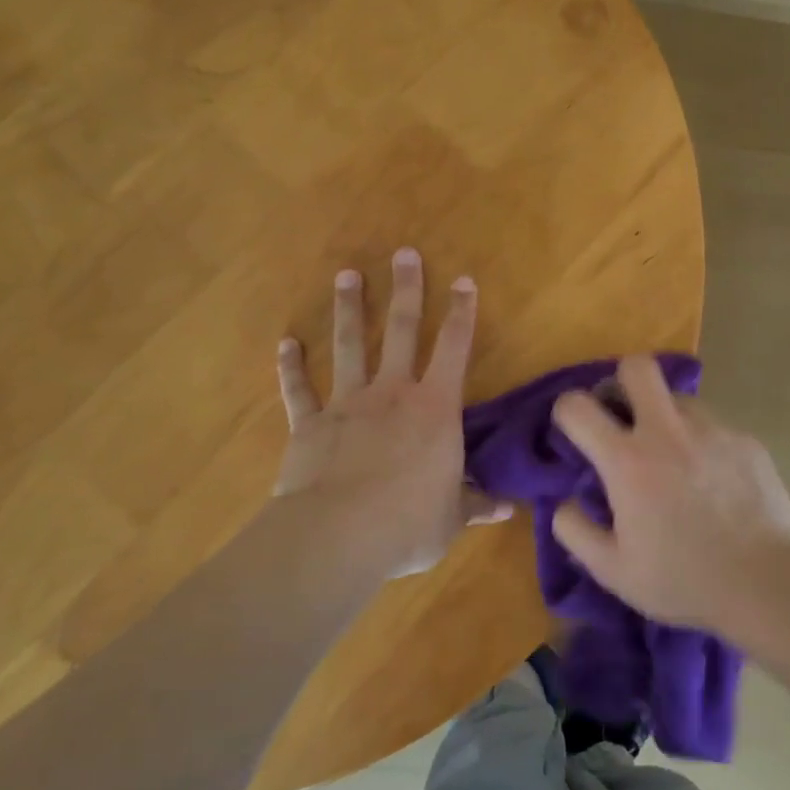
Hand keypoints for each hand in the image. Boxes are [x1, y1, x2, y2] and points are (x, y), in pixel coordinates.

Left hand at [275, 248, 510, 576]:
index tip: (464, 280)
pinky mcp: (309, 425)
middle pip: (402, 330)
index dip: (462, 313)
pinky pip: (298, 389)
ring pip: (349, 345)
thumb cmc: (407, 524)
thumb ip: (473, 504)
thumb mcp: (450, 519)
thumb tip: (504, 508)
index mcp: (435, 409)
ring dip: (349, 309)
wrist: (338, 536)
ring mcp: (347, 404)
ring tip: (346, 275)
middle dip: (406, 290)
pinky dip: (290, 366)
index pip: (455, 349)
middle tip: (403, 253)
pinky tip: (285, 343)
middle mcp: (392, 393)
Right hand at [550, 354, 789, 632]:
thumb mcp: (612, 570)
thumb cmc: (682, 580)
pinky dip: (703, 443)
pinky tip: (714, 481)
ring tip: (674, 457)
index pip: (577, 405)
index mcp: (627, 460)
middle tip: (624, 417)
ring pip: (678, 397)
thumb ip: (574, 530)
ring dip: (665, 416)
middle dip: (622, 382)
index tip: (574, 431)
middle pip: (637, 367)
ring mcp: (712, 431)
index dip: (566, 411)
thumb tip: (565, 501)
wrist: (765, 585)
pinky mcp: (746, 441)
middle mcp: (667, 431)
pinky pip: (714, 426)